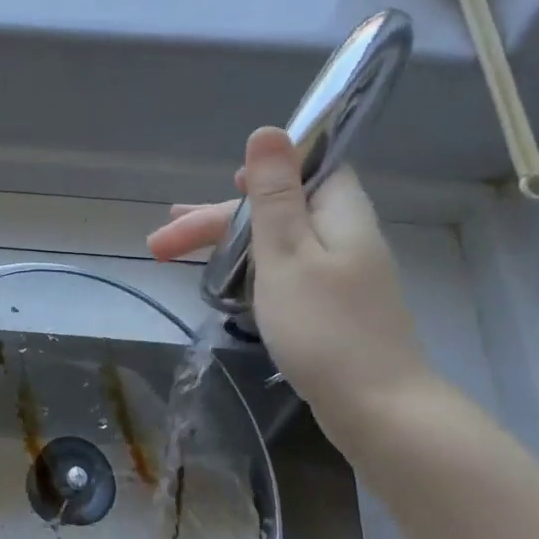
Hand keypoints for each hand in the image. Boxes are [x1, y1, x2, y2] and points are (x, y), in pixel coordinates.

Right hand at [147, 127, 437, 447]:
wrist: (377, 408)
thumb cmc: (324, 326)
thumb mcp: (286, 252)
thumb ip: (274, 194)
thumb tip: (269, 130)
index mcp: (340, 212)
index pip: (307, 167)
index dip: (264, 171)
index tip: (225, 186)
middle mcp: (345, 236)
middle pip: (279, 211)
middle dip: (217, 222)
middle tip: (161, 242)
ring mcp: (342, 276)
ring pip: (277, 245)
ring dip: (228, 247)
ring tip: (174, 259)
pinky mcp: (334, 309)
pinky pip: (286, 274)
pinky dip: (251, 274)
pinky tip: (225, 288)